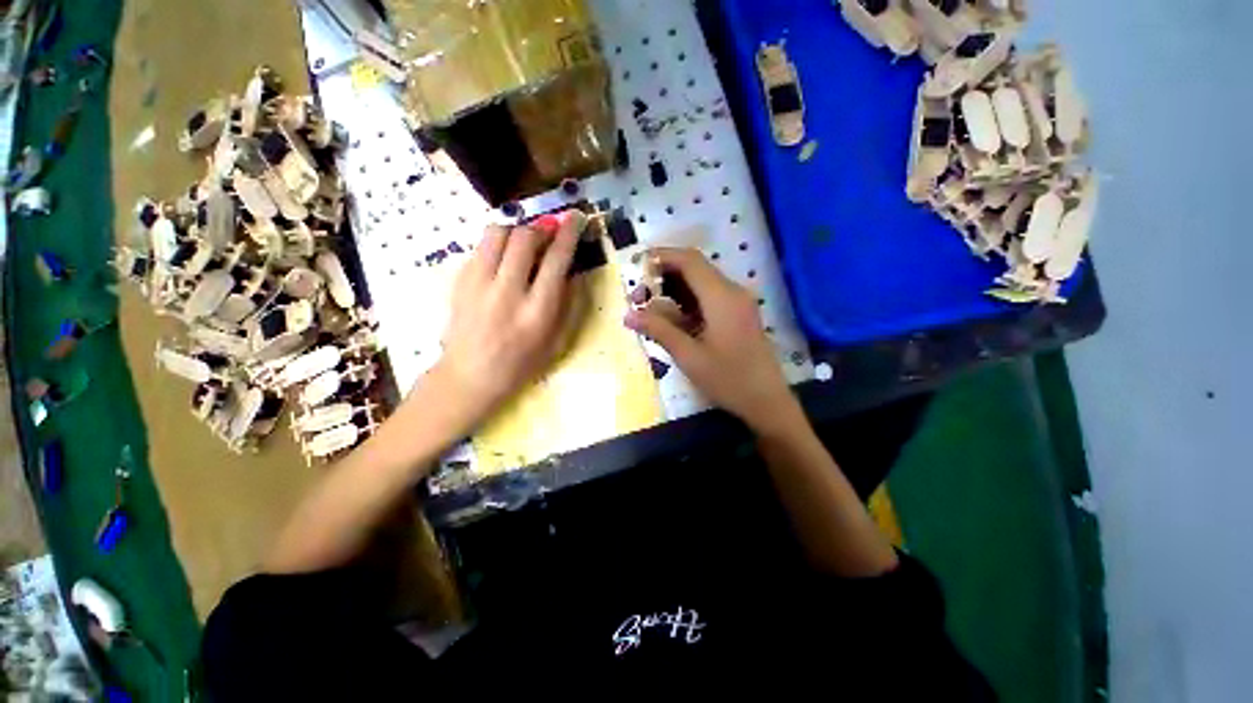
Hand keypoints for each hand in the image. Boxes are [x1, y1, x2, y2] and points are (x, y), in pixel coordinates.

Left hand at [432, 213, 580, 425]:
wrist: (469, 377)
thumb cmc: (521, 365)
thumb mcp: (558, 344)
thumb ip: (571, 306)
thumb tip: (574, 272)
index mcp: (537, 312)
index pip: (556, 260)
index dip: (569, 234)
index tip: (576, 218)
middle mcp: (508, 293)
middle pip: (525, 238)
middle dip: (542, 227)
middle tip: (550, 231)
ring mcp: (479, 284)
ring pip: (497, 233)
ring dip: (517, 230)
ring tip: (525, 241)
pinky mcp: (460, 281)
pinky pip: (480, 246)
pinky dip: (497, 242)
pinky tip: (503, 257)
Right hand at [624, 248, 800, 434]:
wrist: (767, 402)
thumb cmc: (729, 380)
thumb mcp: (689, 356)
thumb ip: (658, 330)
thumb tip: (628, 315)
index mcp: (722, 297)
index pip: (689, 260)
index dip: (661, 257)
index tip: (636, 268)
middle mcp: (731, 292)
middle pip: (694, 269)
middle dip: (663, 276)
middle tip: (639, 296)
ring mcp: (737, 303)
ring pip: (700, 284)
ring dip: (674, 290)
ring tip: (649, 308)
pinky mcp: (737, 315)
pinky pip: (708, 298)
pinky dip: (686, 302)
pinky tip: (671, 319)